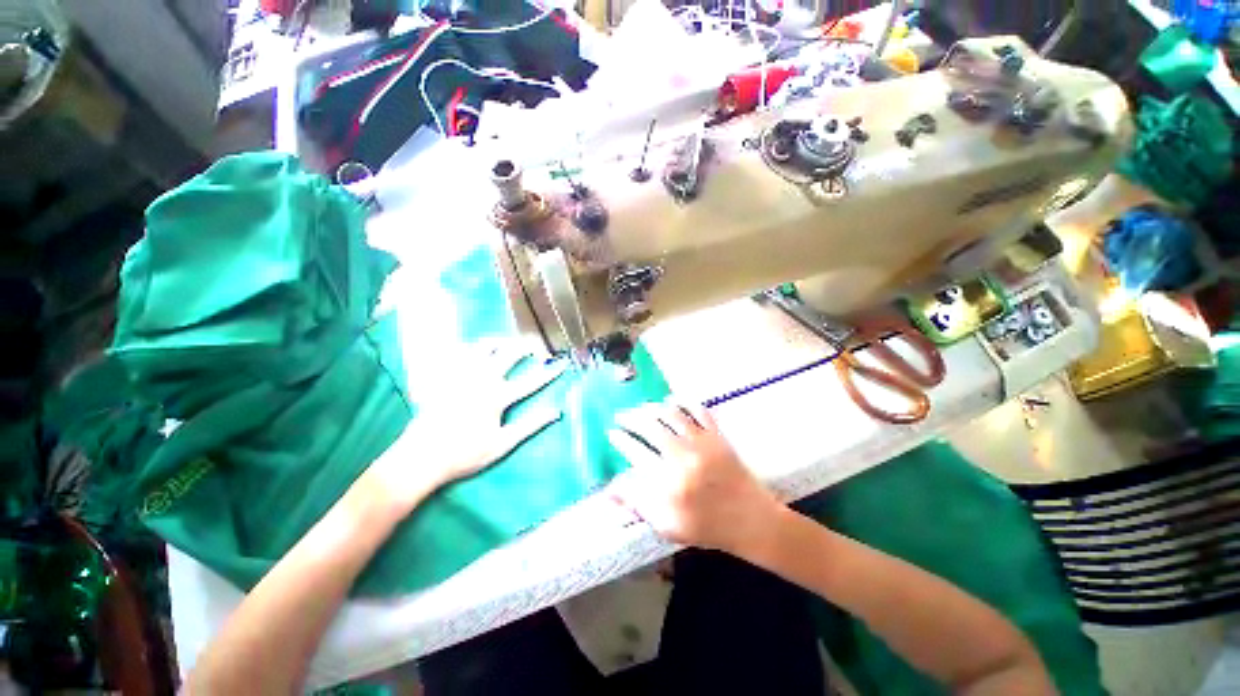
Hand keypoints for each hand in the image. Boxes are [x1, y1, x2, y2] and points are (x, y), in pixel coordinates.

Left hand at [361, 340, 564, 512]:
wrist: (420, 458)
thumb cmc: (465, 454)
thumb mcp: (503, 444)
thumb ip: (531, 425)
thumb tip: (557, 412)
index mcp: (497, 397)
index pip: (532, 380)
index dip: (550, 371)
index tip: (563, 363)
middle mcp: (480, 379)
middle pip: (509, 354)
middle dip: (526, 346)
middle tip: (536, 345)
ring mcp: (459, 376)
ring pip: (482, 347)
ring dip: (499, 341)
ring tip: (507, 342)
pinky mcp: (441, 377)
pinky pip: (455, 352)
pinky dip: (468, 346)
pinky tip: (473, 348)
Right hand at [607, 400, 782, 555]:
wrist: (752, 521)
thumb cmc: (707, 527)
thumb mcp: (667, 526)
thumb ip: (637, 504)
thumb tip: (609, 489)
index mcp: (669, 483)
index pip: (635, 452)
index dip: (620, 440)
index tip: (612, 433)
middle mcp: (683, 457)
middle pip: (650, 427)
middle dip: (631, 418)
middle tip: (621, 416)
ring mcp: (703, 443)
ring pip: (671, 414)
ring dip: (652, 408)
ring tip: (641, 408)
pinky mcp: (717, 436)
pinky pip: (698, 410)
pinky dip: (683, 402)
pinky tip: (672, 401)